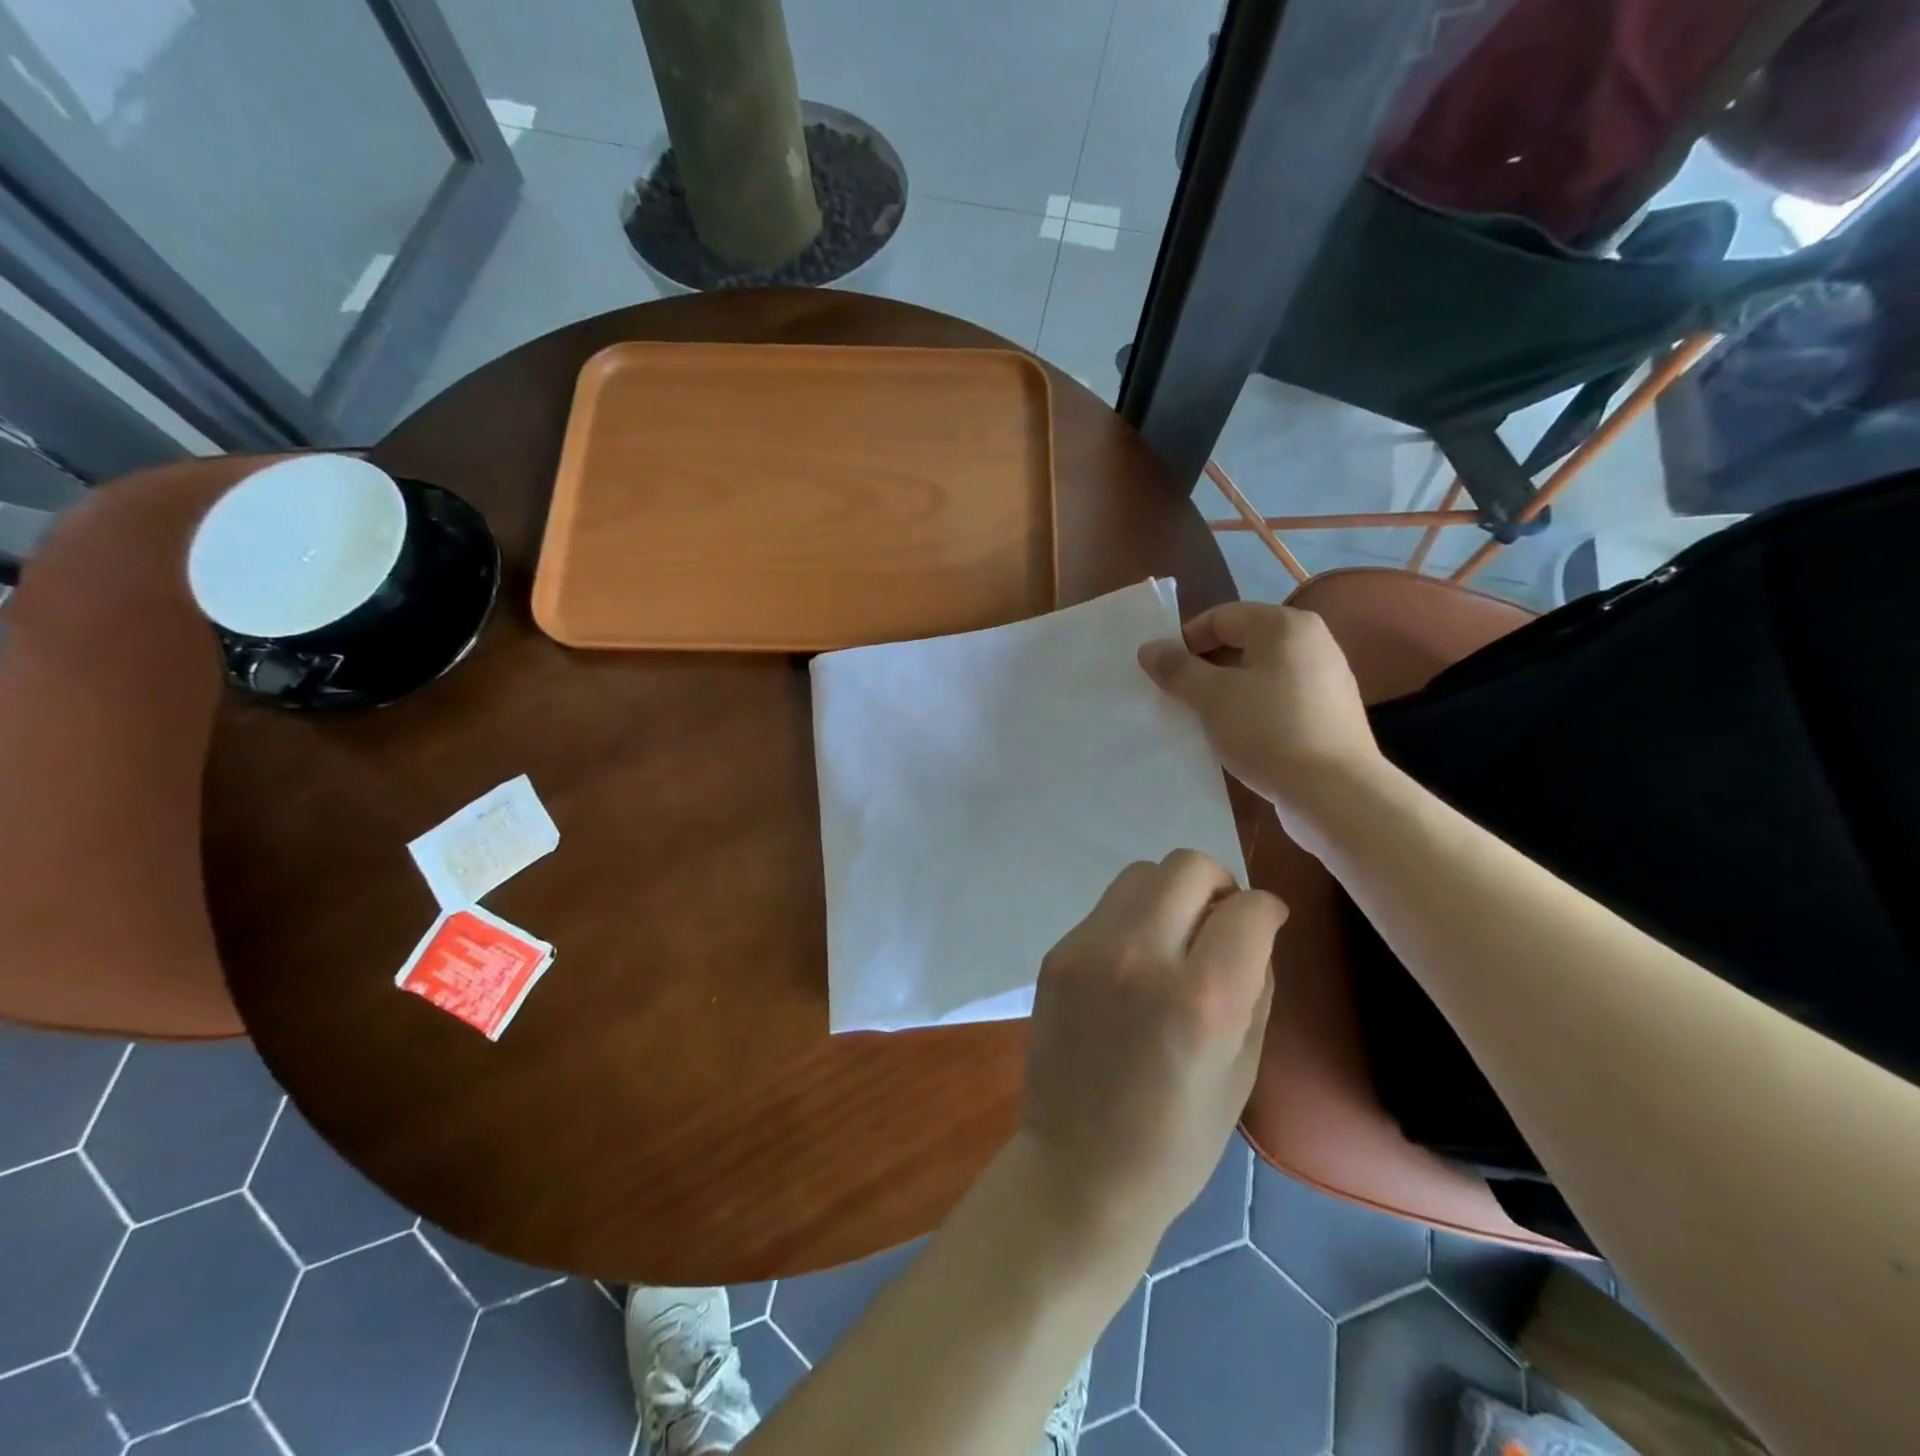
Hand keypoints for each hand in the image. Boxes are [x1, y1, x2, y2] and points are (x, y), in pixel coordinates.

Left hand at [1019, 851, 1284, 1248]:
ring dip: (1170, 893)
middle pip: (1187, 865)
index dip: (1267, 911)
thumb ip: (1255, 984)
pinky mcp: (1057, 953)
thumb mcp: (1244, 1068)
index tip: (1265, 926)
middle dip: (1218, 884)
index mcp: (1202, 998)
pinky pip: (1107, 908)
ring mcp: (1089, 949)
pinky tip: (1133, 964)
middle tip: (1220, 924)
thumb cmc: (1178, 1138)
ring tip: (1174, 939)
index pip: (1248, 908)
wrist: (1078, 1167)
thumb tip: (1252, 930)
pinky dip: (1132, 919)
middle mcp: (1140, 956)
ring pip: (1141, 873)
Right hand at [1138, 602, 1382, 834]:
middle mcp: (1312, 641)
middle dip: (1204, 667)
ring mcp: (1326, 678)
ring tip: (1203, 719)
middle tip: (1178, 697)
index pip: (1221, 617)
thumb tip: (1149, 648)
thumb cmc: (1269, 731)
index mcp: (1285, 625)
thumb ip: (1177, 669)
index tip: (1162, 674)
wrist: (1336, 793)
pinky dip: (1252, 708)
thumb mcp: (1212, 697)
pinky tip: (1237, 736)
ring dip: (1226, 690)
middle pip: (1242, 642)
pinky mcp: (1329, 712)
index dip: (1185, 641)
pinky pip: (1278, 698)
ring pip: (1260, 673)